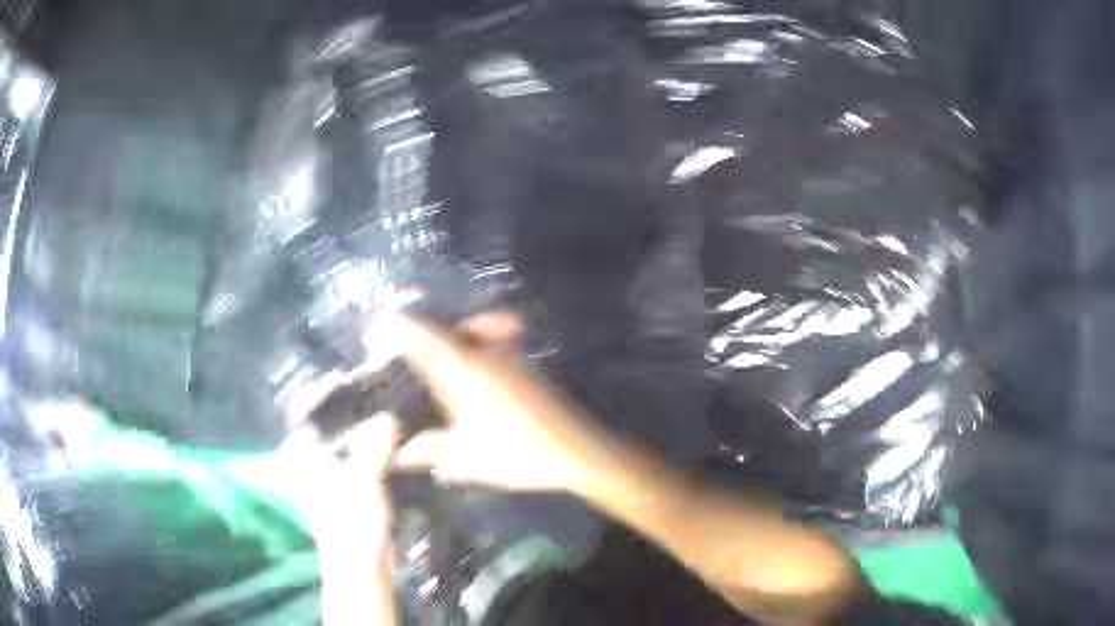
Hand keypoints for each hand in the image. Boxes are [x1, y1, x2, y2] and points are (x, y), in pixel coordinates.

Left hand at [286, 372, 400, 560]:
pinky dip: (375, 447)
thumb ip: (374, 443)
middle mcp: (313, 458)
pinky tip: (396, 439)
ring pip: (348, 440)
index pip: (306, 410)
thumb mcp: (363, 477)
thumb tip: (387, 416)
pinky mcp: (352, 487)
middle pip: (329, 422)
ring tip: (389, 409)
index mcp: (303, 452)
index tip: (349, 377)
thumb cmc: (351, 520)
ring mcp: (333, 473)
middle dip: (351, 406)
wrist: (362, 564)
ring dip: (366, 427)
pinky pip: (362, 456)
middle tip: (377, 390)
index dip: (323, 391)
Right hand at [368, 312, 611, 494]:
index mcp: (464, 370)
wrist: (579, 449)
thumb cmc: (518, 453)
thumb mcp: (466, 459)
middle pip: (443, 325)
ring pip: (467, 330)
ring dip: (442, 334)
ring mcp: (509, 354)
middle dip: (415, 326)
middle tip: (393, 338)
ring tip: (424, 351)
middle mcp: (485, 352)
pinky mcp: (525, 363)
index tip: (371, 328)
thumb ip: (429, 451)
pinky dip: (469, 342)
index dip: (394, 327)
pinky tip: (464, 364)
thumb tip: (397, 454)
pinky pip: (488, 340)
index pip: (421, 335)